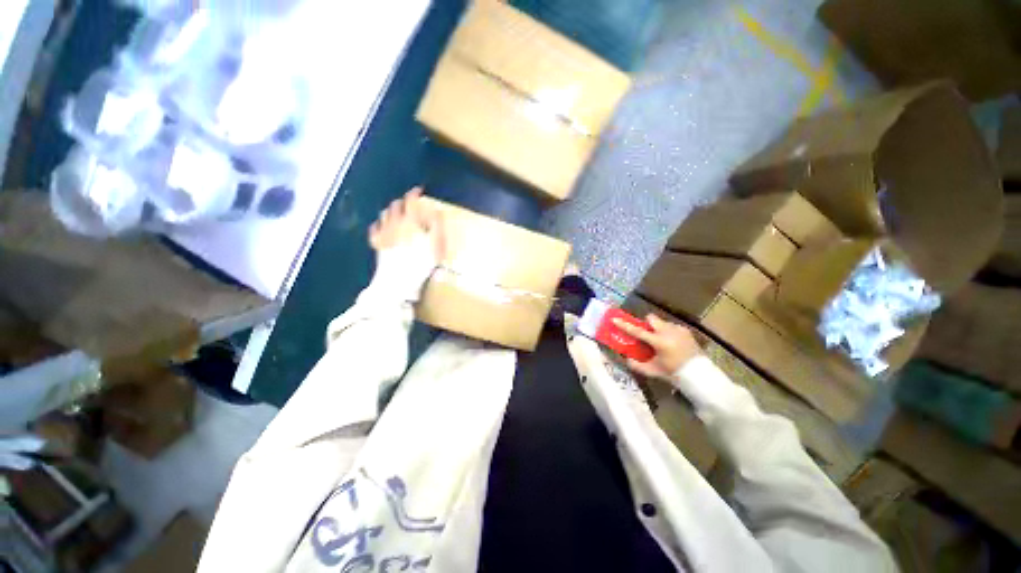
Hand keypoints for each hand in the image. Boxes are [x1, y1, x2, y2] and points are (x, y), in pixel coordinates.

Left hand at [369, 187, 444, 258]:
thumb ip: (437, 225)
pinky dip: (379, 225)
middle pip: (396, 206)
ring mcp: (383, 233)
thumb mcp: (436, 243)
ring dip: (391, 211)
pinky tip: (381, 227)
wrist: (397, 279)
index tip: (419, 191)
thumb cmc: (421, 262)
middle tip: (410, 204)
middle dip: (403, 202)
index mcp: (409, 220)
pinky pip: (374, 229)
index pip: (410, 200)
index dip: (414, 193)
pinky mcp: (376, 244)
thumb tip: (436, 211)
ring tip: (398, 213)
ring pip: (384, 215)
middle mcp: (393, 222)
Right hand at [613, 314, 701, 379]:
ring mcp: (678, 329)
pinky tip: (672, 343)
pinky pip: (671, 326)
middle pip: (651, 318)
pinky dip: (668, 332)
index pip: (637, 331)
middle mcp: (668, 331)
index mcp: (659, 342)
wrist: (700, 375)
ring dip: (657, 329)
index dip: (624, 325)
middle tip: (646, 335)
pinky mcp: (686, 330)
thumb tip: (626, 359)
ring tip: (661, 342)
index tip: (615, 319)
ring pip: (662, 322)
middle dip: (646, 324)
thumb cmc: (674, 373)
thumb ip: (638, 365)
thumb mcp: (654, 371)